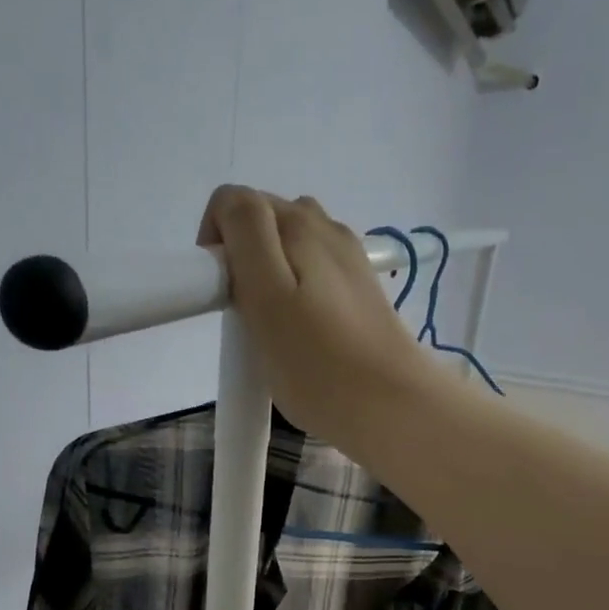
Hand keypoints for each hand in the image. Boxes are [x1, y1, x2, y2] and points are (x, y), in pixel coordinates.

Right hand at [197, 185, 427, 447]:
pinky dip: (298, 292)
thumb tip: (230, 208)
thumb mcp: (267, 295)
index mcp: (299, 222)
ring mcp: (350, 259)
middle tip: (248, 320)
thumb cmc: (318, 363)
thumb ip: (245, 234)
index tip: (222, 297)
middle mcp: (327, 228)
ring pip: (291, 249)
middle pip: (264, 223)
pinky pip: (315, 274)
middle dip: (243, 260)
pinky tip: (305, 332)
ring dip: (271, 277)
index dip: (216, 245)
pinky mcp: (362, 291)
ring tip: (275, 329)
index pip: (233, 203)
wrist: (392, 406)